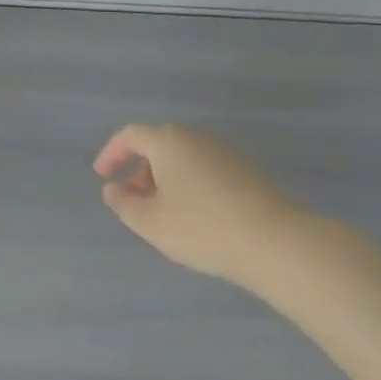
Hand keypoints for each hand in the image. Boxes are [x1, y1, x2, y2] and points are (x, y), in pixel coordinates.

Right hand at [94, 123, 317, 294]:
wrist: (278, 243)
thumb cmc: (204, 229)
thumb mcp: (153, 224)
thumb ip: (125, 205)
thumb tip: (113, 190)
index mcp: (168, 141)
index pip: (130, 136)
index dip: (112, 153)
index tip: (102, 174)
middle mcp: (195, 136)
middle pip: (158, 145)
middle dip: (140, 170)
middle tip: (132, 199)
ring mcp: (224, 151)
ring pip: (183, 157)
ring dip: (165, 178)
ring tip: (163, 212)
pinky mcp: (247, 170)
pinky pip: (205, 168)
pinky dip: (190, 183)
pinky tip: (196, 215)